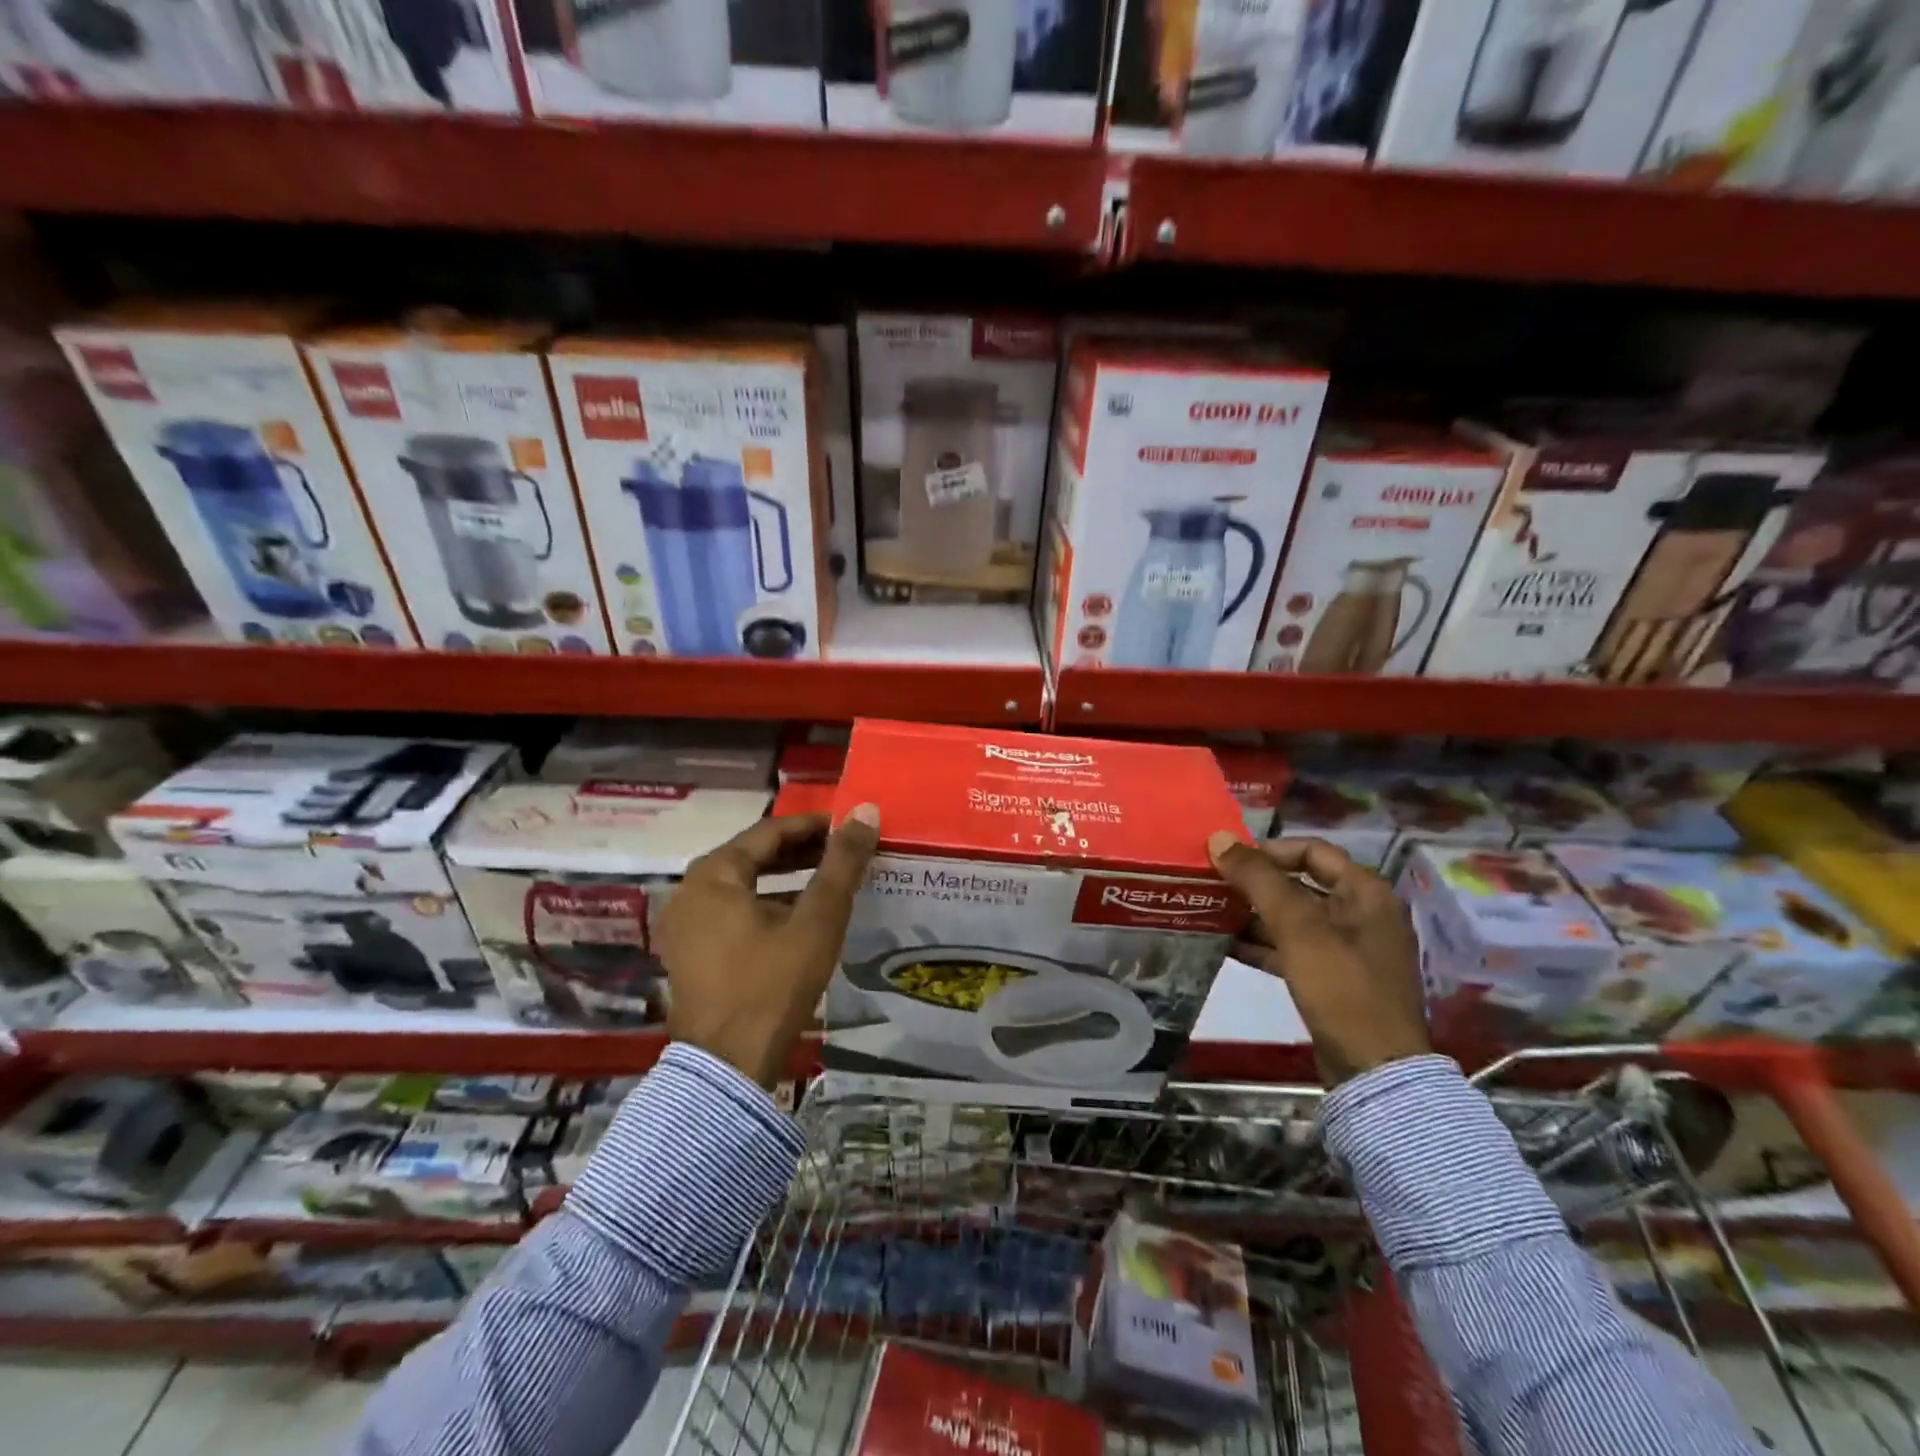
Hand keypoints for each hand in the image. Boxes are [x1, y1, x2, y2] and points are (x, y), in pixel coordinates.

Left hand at [657, 806, 878, 1088]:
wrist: (727, 1066)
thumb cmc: (772, 983)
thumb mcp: (817, 919)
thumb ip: (842, 863)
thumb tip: (865, 811)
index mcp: (713, 874)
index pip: (770, 831)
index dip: (814, 825)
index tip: (850, 827)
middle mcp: (690, 891)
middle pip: (754, 857)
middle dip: (802, 853)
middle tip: (845, 853)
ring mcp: (685, 925)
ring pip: (745, 887)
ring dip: (787, 881)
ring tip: (831, 882)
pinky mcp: (691, 954)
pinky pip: (734, 914)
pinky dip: (768, 907)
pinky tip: (802, 919)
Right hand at [1206, 834, 1429, 1085]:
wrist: (1375, 1071)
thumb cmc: (1342, 987)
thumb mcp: (1298, 928)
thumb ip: (1258, 879)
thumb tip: (1218, 838)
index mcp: (1365, 893)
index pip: (1312, 851)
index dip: (1268, 851)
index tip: (1228, 860)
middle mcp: (1361, 914)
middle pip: (1299, 885)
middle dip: (1255, 885)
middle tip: (1213, 884)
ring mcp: (1347, 950)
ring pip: (1292, 919)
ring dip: (1253, 915)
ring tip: (1210, 912)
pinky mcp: (1332, 980)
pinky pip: (1291, 949)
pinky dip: (1261, 944)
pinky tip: (1225, 944)